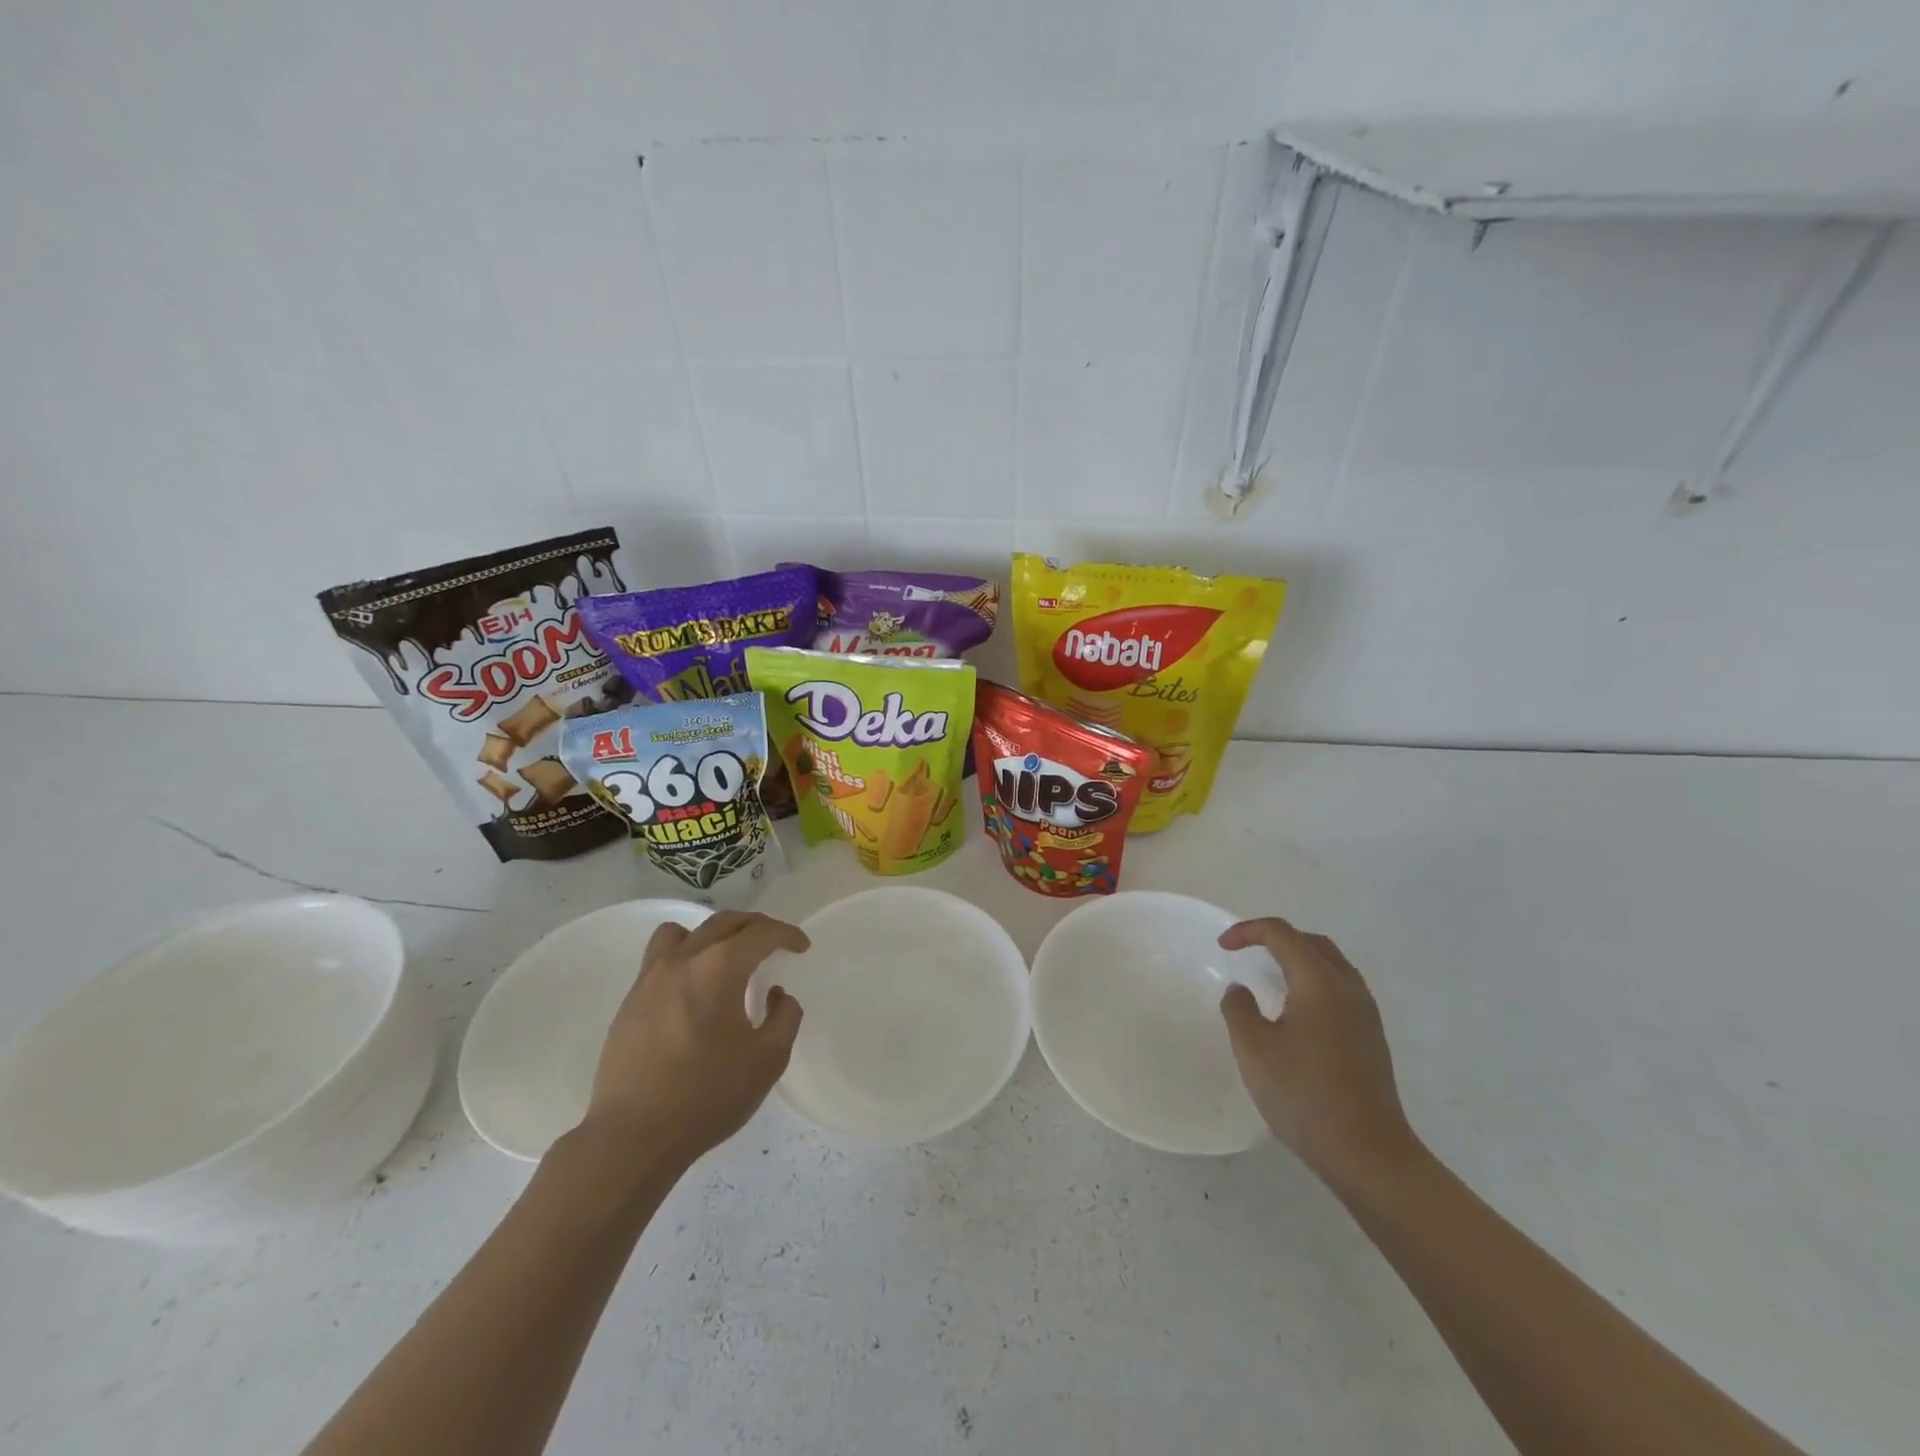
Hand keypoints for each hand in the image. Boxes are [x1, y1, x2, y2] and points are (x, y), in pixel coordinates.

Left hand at [580, 911, 807, 1169]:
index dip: (786, 935)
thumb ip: (785, 1017)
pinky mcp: (630, 999)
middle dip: (756, 927)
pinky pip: (660, 956)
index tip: (801, 947)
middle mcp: (683, 960)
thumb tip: (777, 994)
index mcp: (719, 968)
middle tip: (775, 944)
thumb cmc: (706, 1096)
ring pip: (685, 931)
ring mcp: (651, 977)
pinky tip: (695, 988)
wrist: (633, 1137)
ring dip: (714, 934)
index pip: (761, 933)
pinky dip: (685, 955)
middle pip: (724, 922)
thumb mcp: (768, 1060)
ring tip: (727, 957)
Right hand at [1219, 917, 1415, 1179]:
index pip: (1282, 934)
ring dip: (1298, 959)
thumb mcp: (1253, 1049)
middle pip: (1312, 943)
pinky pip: (1341, 989)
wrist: (1368, 1154)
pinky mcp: (1372, 1038)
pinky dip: (1314, 982)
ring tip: (1269, 977)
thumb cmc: (1304, 1094)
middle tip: (1247, 952)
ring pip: (1331, 965)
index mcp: (1319, 982)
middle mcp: (1348, 988)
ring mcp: (1366, 1014)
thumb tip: (1241, 990)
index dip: (1248, 931)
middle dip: (1276, 939)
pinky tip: (1296, 1012)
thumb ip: (1239, 1009)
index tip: (1223, 947)